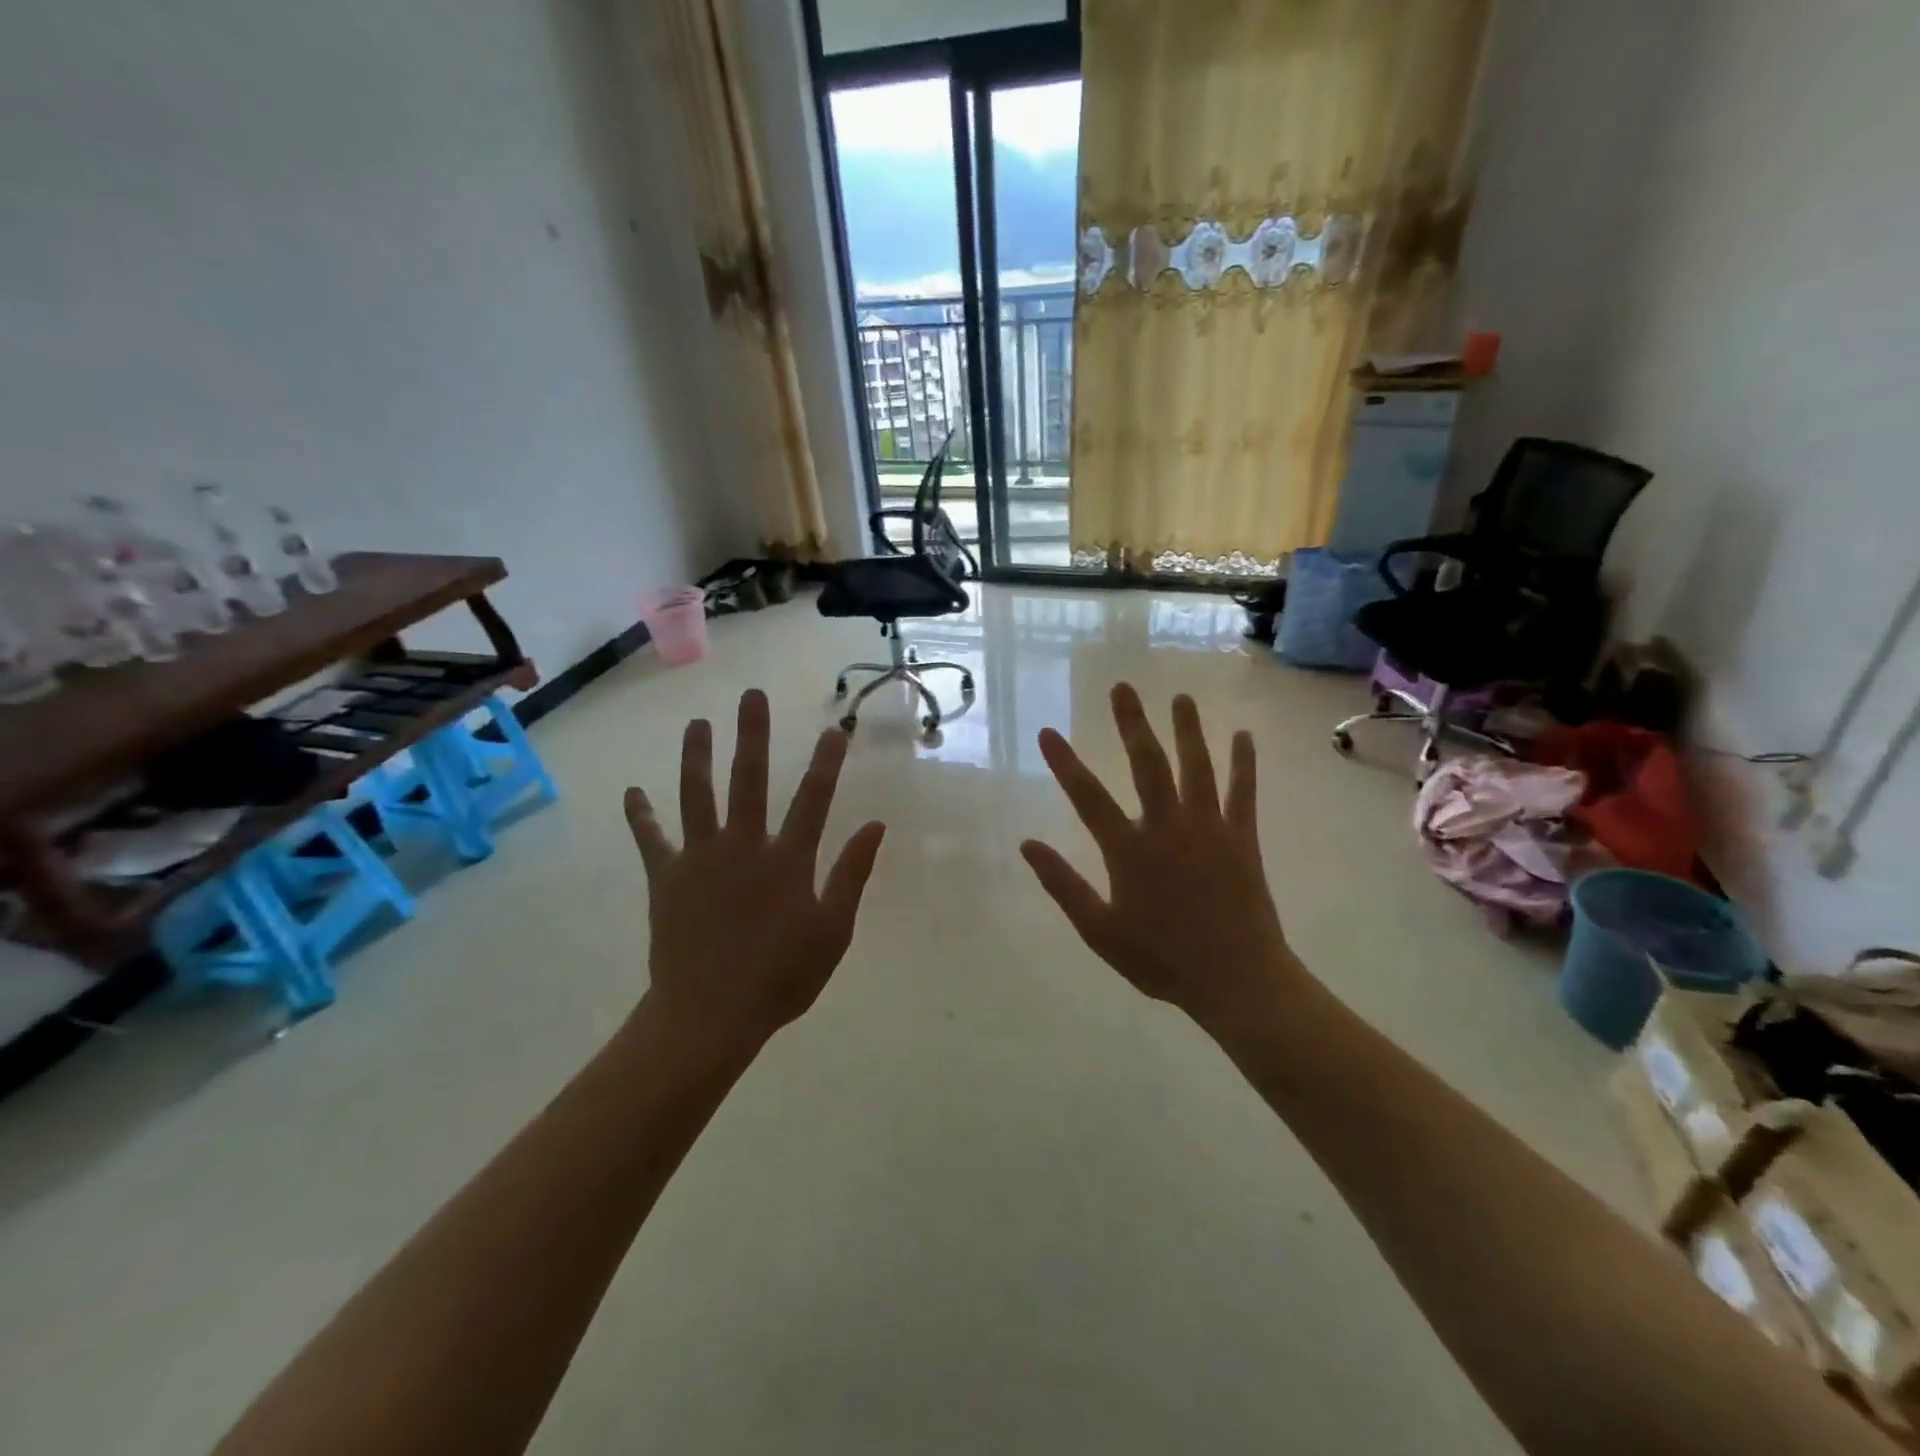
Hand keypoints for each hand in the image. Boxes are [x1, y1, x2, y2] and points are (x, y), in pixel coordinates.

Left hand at [624, 689, 885, 1058]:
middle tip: (751, 695)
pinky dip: (641, 816)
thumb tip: (874, 826)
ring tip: (697, 723)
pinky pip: (651, 840)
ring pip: (697, 795)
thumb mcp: (833, 930)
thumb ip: (852, 874)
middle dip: (752, 735)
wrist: (710, 1015)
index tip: (833, 729)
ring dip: (697, 757)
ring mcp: (700, 859)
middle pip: (750, 780)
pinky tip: (632, 791)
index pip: (813, 799)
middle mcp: (743, 846)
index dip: (825, 762)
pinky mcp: (667, 878)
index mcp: (787, 860)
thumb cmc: (781, 977)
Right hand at [1021, 684, 1299, 1037]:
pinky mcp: (1242, 838)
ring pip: (1195, 767)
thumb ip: (1063, 885)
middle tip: (1122, 688)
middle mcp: (1167, 827)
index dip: (1064, 763)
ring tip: (1180, 697)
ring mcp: (1209, 828)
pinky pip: (1243, 792)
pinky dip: (1243, 763)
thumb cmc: (1162, 959)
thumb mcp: (1100, 931)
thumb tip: (1027, 844)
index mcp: (1128, 850)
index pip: (1087, 797)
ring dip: (1187, 729)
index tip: (1048, 732)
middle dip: (1131, 724)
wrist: (1236, 980)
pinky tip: (1243, 735)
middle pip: (1146, 764)